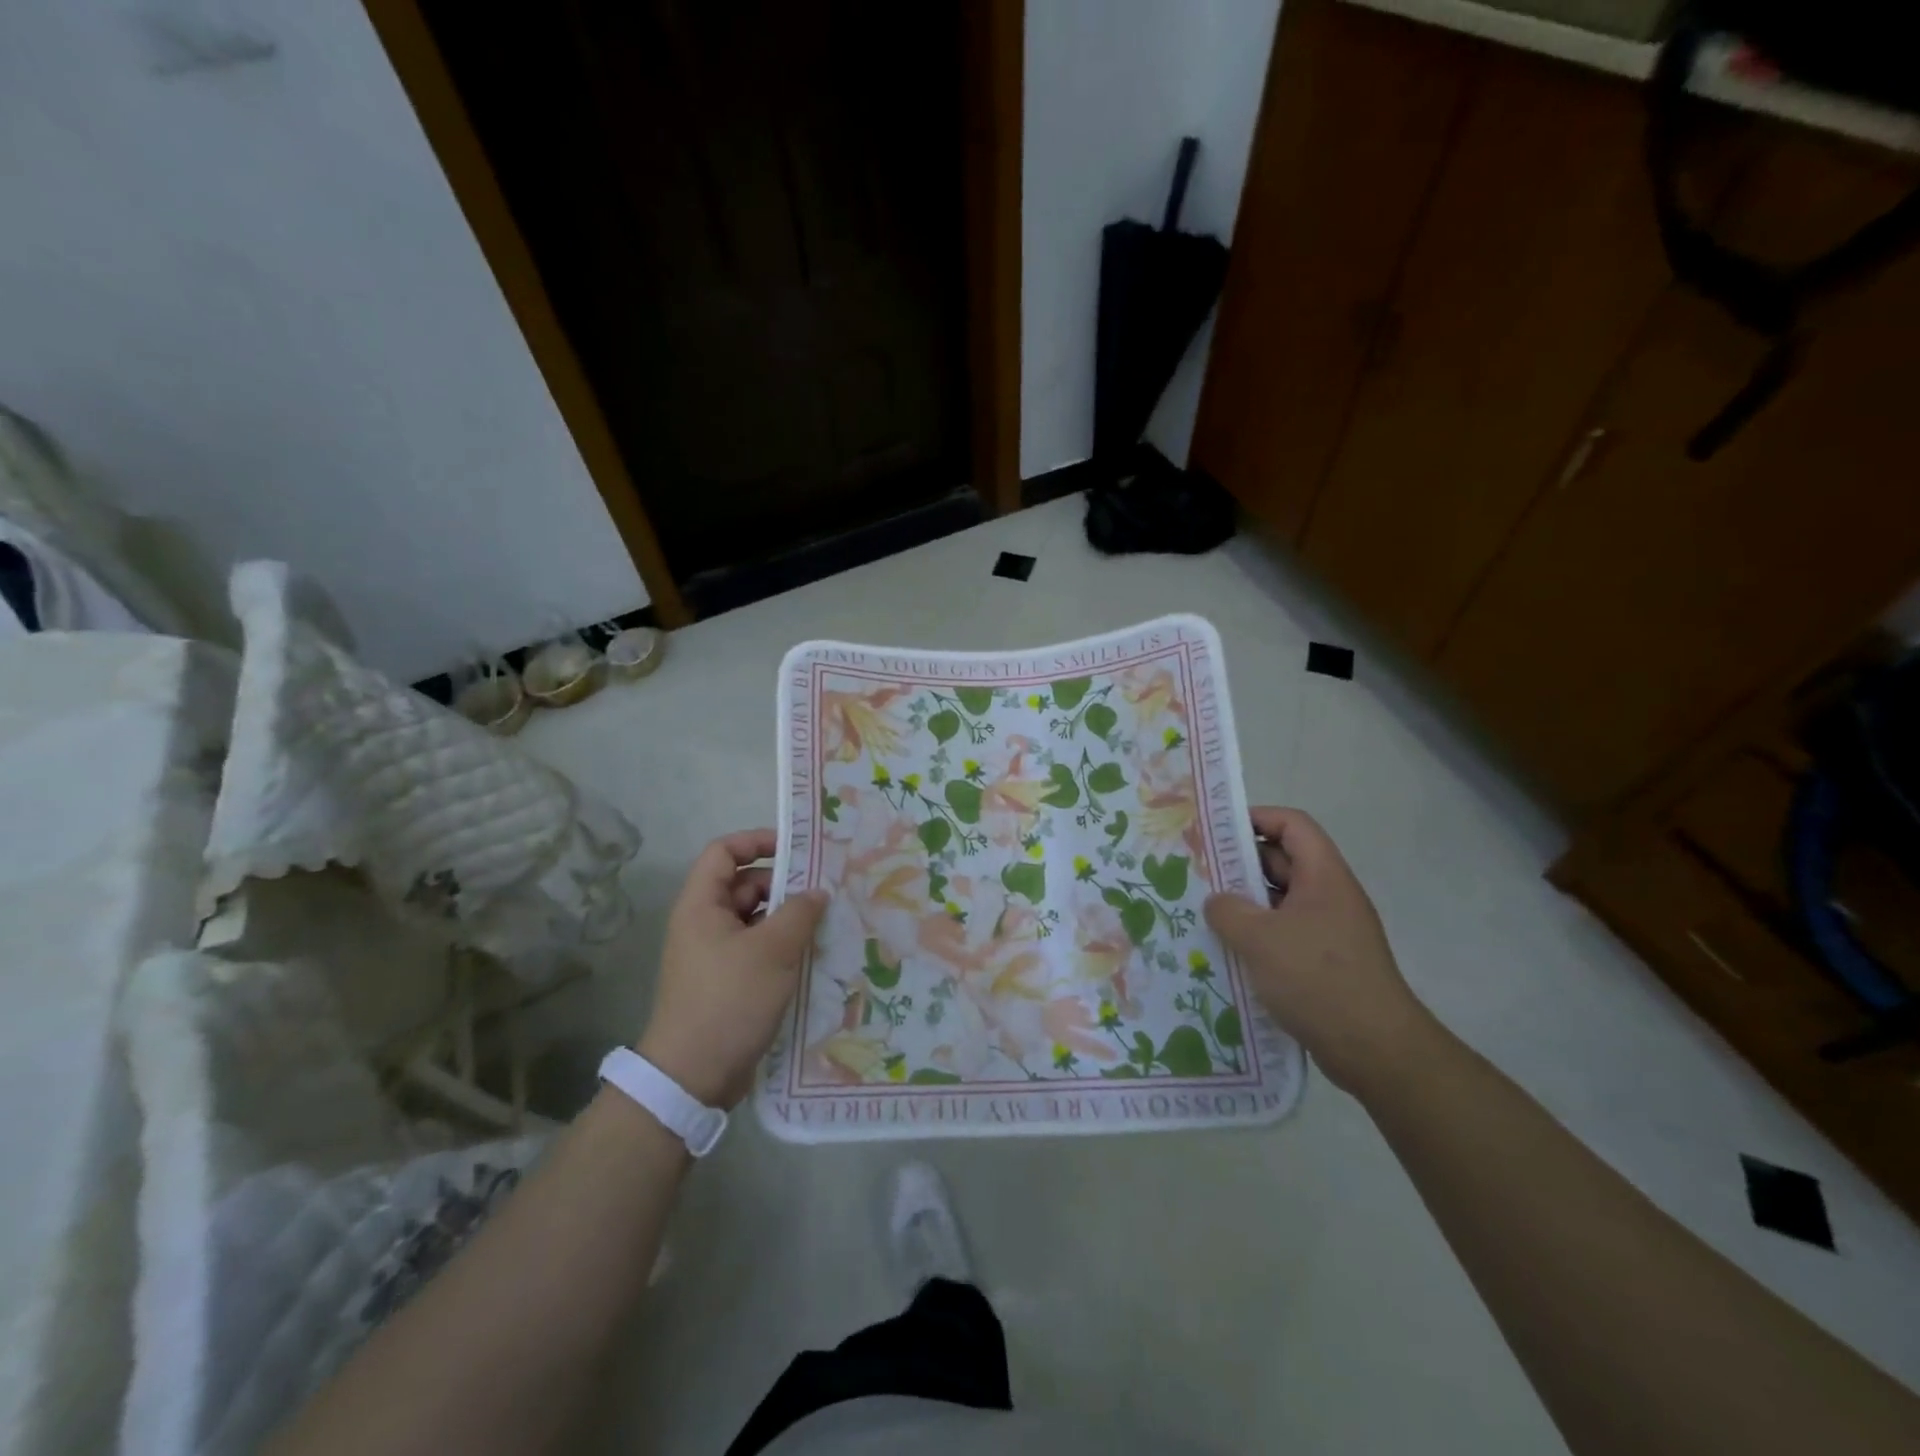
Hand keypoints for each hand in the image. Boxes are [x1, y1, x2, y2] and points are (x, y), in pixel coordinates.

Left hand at [637, 829, 828, 1108]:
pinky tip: (813, 956)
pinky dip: (782, 947)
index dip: (757, 841)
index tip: (797, 850)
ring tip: (826, 924)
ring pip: (755, 920)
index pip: (724, 851)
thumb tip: (818, 892)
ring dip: (787, 919)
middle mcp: (704, 924)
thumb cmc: (729, 1000)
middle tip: (824, 892)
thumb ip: (800, 913)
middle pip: (744, 885)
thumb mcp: (772, 950)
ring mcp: (714, 955)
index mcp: (702, 905)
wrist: (692, 1077)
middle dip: (783, 885)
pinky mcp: (726, 983)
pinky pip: (757, 950)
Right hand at [1203, 807, 1435, 1094]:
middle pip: (1283, 861)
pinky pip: (1284, 934)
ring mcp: (1328, 931)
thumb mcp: (1260, 938)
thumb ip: (1228, 910)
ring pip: (1279, 901)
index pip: (1292, 824)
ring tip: (1203, 911)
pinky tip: (1226, 950)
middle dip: (1240, 863)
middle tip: (1197, 871)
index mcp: (1323, 877)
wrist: (1375, 1050)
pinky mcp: (1323, 963)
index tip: (1216, 831)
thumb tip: (1217, 902)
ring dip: (1244, 903)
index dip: (1256, 818)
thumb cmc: (1318, 979)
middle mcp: (1329, 896)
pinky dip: (1256, 935)